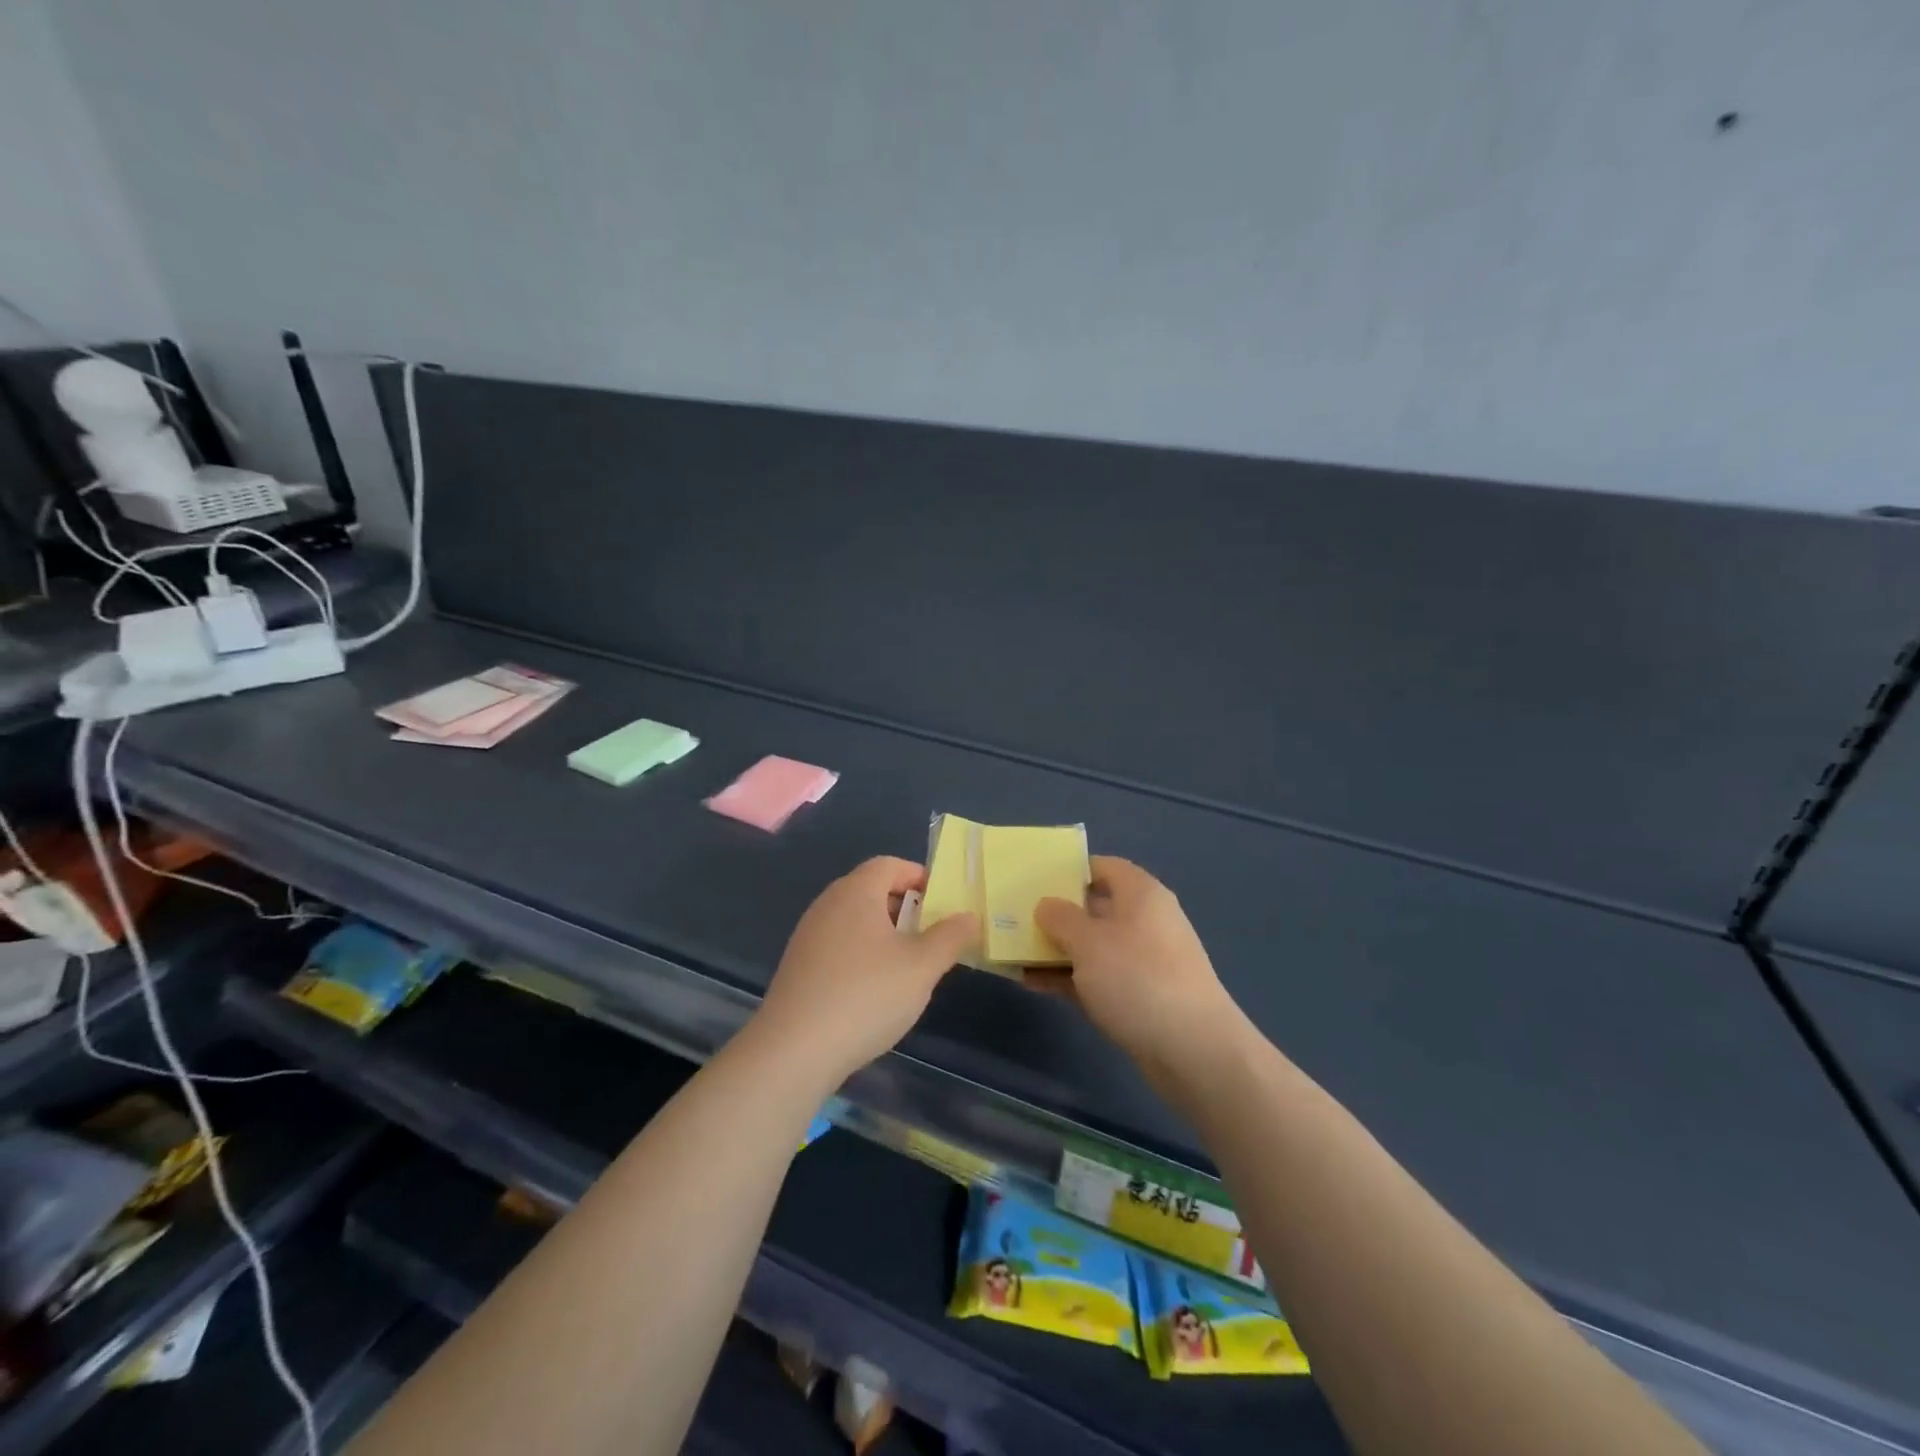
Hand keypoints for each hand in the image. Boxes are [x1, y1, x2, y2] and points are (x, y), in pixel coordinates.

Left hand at [751, 856, 978, 1086]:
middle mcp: (827, 904)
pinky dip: (862, 955)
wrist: (794, 1050)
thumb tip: (969, 916)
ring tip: (907, 966)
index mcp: (856, 892)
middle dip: (904, 907)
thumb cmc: (866, 995)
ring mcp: (808, 936)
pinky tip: (873, 991)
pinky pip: (838, 945)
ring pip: (855, 920)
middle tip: (931, 936)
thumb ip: (950, 937)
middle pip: (871, 890)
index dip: (918, 876)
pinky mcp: (798, 967)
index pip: (889, 864)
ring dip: (884, 934)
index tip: (942, 903)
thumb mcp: (922, 966)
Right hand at [1031, 857, 1245, 1076]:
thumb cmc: (1138, 979)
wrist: (1194, 1051)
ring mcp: (1144, 961)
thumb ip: (1061, 918)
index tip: (1034, 881)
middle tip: (1016, 918)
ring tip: (1015, 954)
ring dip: (1058, 950)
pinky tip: (1034, 985)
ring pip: (1093, 946)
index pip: (1103, 867)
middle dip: (1057, 914)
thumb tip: (1047, 905)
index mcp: (1141, 894)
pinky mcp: (1140, 997)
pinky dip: (1069, 979)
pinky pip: (1097, 978)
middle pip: (1095, 907)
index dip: (1069, 870)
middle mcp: (1145, 921)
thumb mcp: (1089, 941)